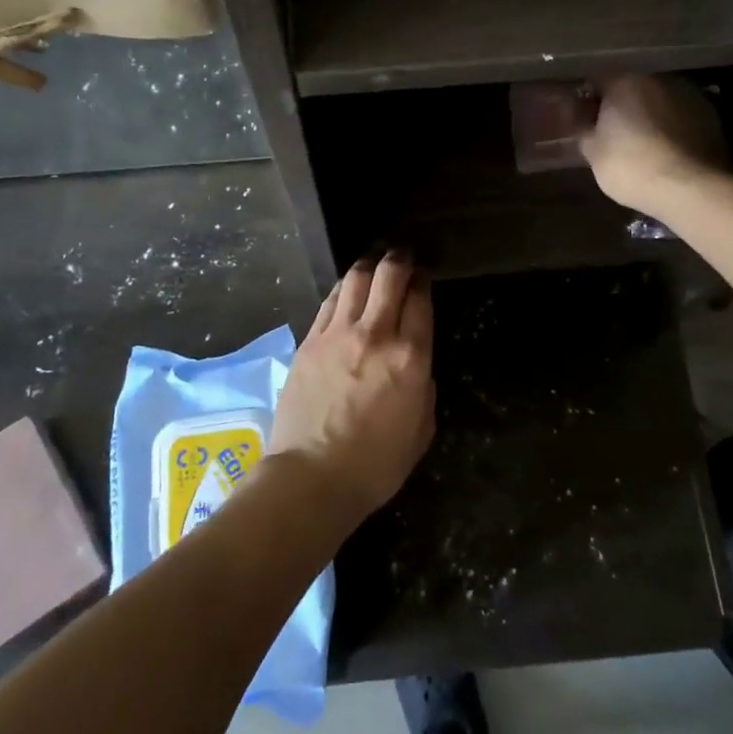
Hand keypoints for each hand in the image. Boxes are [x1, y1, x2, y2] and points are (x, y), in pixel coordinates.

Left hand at [268, 252, 434, 525]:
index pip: (420, 300)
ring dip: (368, 266)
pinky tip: (347, 288)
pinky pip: (329, 301)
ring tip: (374, 264)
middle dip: (398, 260)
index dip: (423, 281)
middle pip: (388, 276)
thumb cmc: (375, 465)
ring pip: (355, 280)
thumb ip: (424, 389)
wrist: (311, 477)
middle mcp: (375, 335)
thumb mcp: (421, 431)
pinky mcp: (309, 342)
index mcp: (410, 358)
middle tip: (402, 256)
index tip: (424, 276)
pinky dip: (343, 288)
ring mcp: (337, 335)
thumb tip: (415, 367)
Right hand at [576, 73, 725, 213]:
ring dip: (649, 114)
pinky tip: (665, 150)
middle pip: (631, 86)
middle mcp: (658, 78)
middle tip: (610, 131)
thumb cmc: (631, 165)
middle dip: (620, 105)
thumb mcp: (593, 153)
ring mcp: (688, 94)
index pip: (596, 79)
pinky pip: (680, 116)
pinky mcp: (711, 115)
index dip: (586, 99)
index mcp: (624, 81)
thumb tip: (583, 122)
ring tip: (641, 142)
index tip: (581, 118)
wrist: (690, 188)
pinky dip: (671, 127)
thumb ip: (585, 130)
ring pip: (658, 100)